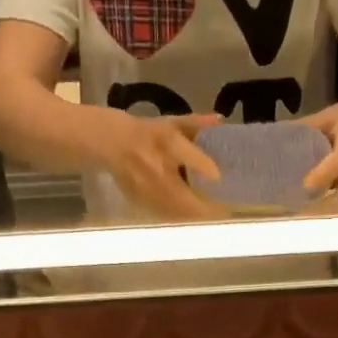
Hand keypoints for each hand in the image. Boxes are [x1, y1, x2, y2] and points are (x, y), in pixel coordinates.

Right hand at [94, 110, 227, 220]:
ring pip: (178, 211)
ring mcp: (149, 189)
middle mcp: (158, 168)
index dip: (211, 173)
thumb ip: (197, 124)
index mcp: (167, 142)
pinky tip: (193, 217)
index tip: (224, 181)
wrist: (111, 143)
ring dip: (197, 215)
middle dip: (209, 206)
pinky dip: (182, 217)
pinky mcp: (142, 201)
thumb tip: (220, 121)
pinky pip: (167, 215)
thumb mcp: (170, 123)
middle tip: (226, 209)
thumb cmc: (146, 132)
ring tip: (214, 215)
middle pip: (188, 197)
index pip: (194, 160)